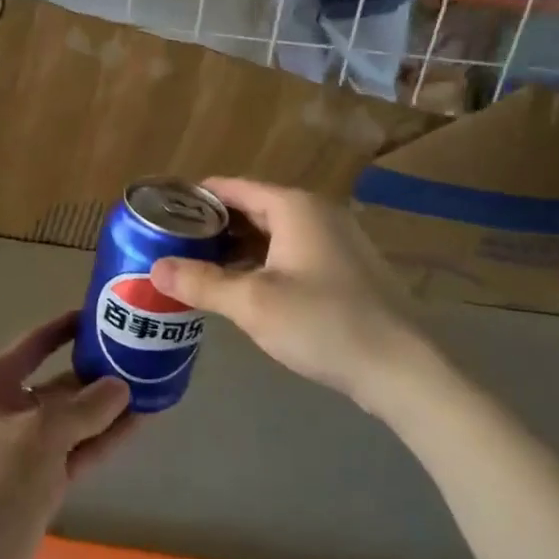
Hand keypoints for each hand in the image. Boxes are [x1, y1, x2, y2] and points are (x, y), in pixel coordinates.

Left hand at [0, 312, 132, 558]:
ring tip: (151, 385)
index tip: (100, 315)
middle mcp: (13, 407)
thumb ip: (85, 408)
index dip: (66, 328)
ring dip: (108, 405)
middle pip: (61, 380)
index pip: (36, 343)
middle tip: (140, 355)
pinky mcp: (46, 477)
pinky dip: (106, 437)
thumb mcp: (40, 433)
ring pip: (76, 417)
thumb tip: (122, 386)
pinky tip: (139, 422)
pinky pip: (81, 447)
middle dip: (98, 371)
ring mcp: (30, 444)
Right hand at [150, 177, 441, 406]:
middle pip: (252, 209)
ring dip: (235, 249)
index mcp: (294, 207)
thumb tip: (155, 268)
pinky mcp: (345, 271)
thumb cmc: (324, 323)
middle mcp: (317, 214)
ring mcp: (336, 242)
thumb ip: (201, 282)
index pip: (232, 187)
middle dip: (212, 227)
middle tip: (171, 245)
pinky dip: (261, 264)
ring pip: (272, 235)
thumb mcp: (252, 303)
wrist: (403, 371)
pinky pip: (291, 255)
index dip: (195, 198)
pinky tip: (241, 289)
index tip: (160, 212)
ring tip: (197, 268)